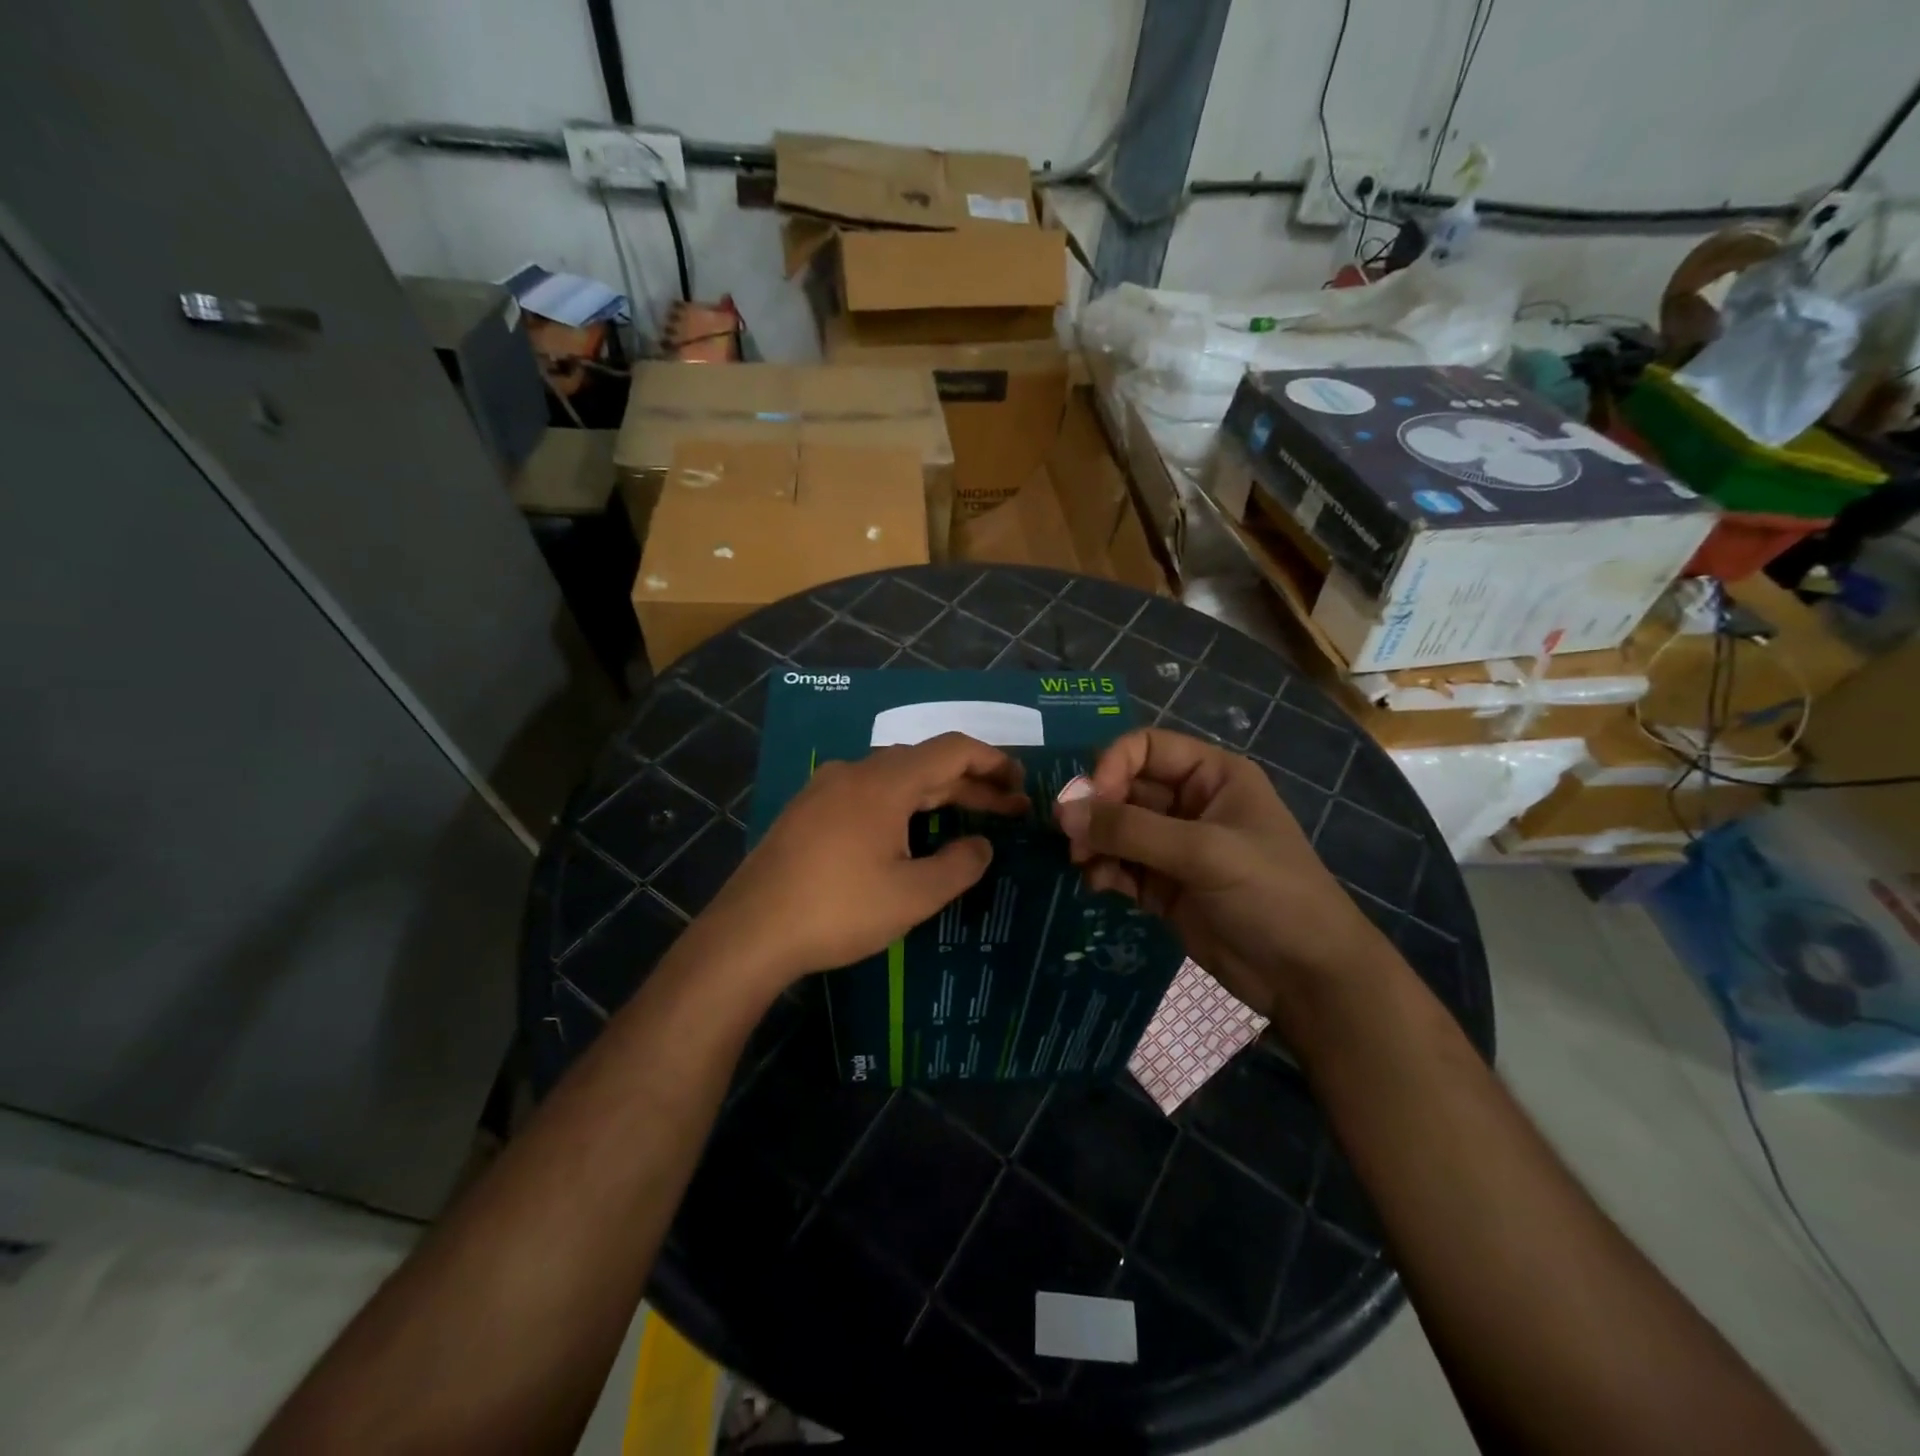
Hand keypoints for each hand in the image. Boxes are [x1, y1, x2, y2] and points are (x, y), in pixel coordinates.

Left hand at [701, 733, 1027, 988]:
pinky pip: (867, 794)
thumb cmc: (839, 910)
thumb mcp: (913, 895)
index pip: (952, 750)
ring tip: (966, 821)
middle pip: (925, 764)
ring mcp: (825, 789)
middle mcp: (855, 772)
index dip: (992, 761)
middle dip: (971, 785)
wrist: (749, 932)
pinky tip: (907, 834)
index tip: (1020, 783)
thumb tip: (981, 845)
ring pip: (894, 779)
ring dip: (935, 796)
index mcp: (885, 782)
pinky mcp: (807, 812)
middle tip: (1009, 811)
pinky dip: (901, 806)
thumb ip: (959, 866)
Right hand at [1054, 728, 1390, 1021]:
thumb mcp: (1204, 852)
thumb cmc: (1270, 894)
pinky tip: (1097, 885)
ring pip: (1116, 829)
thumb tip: (1063, 812)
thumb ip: (1131, 830)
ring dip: (1094, 842)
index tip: (1091, 802)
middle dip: (1096, 810)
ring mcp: (1175, 847)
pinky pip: (1120, 865)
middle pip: (1124, 788)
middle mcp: (1190, 803)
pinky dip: (1103, 871)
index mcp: (1212, 776)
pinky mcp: (1164, 886)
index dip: (1112, 766)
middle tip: (1070, 838)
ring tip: (1082, 864)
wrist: (1308, 977)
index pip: (1145, 748)